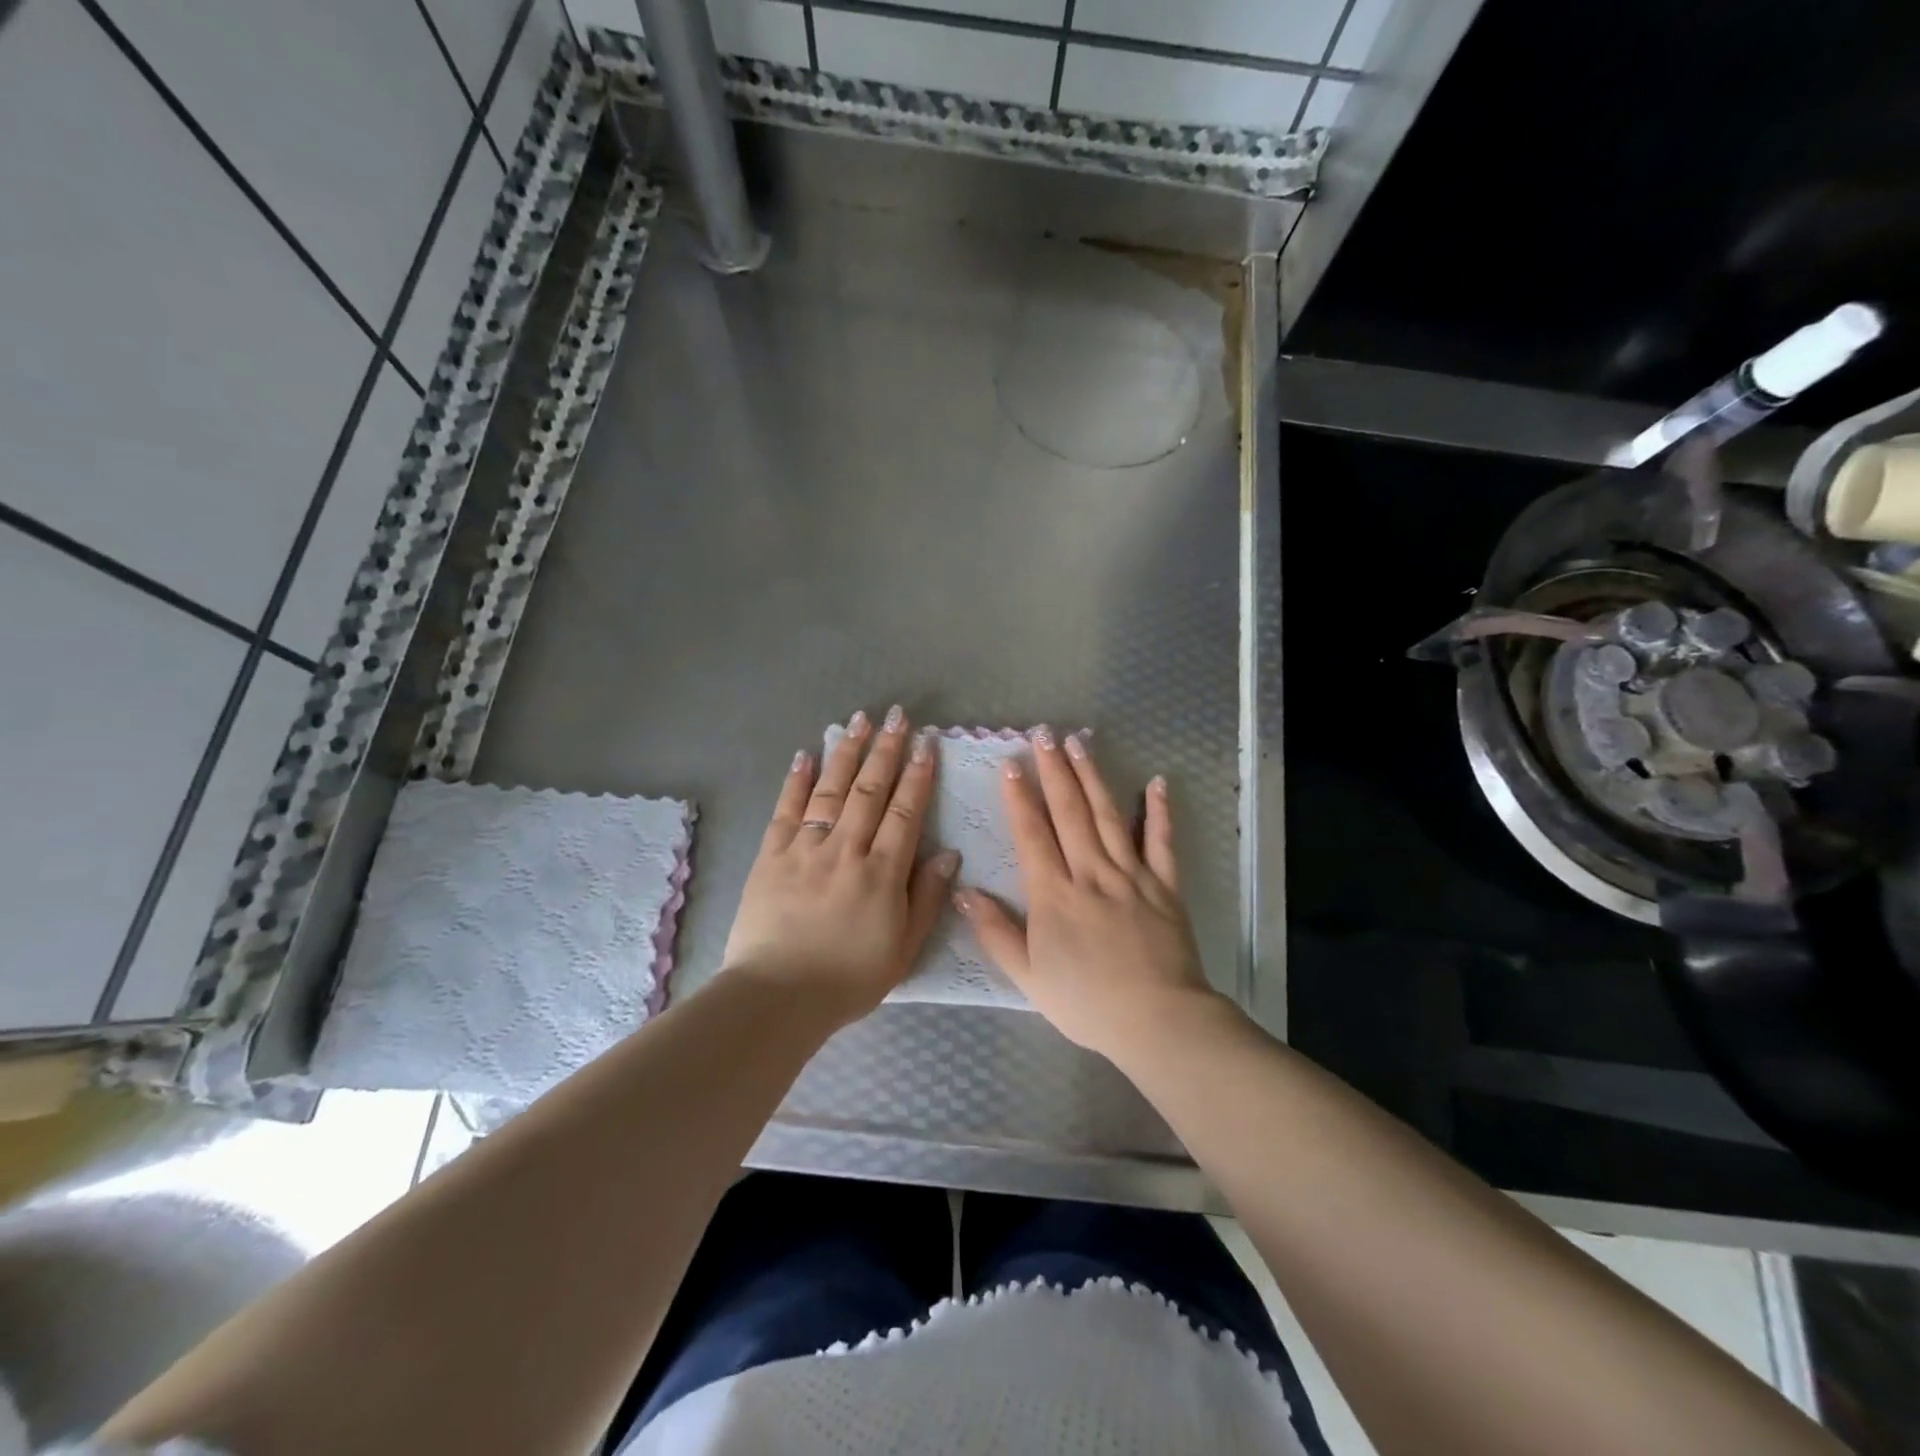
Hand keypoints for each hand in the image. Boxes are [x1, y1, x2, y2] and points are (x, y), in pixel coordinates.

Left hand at [724, 707, 958, 1022]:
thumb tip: (948, 854)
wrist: (776, 997)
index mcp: (882, 873)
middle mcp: (846, 849)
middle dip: (886, 750)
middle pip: (870, 790)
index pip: (906, 812)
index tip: (926, 743)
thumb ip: (926, 899)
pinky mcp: (771, 855)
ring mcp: (805, 848)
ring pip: (831, 790)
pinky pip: (786, 809)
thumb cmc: (848, 980)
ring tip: (859, 720)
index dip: (918, 775)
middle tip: (897, 716)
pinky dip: (797, 780)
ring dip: (847, 752)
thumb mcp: (903, 950)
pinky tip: (807, 754)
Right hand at [956, 728, 1218, 1065]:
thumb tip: (964, 892)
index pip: (1032, 834)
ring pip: (1108, 816)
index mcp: (1054, 895)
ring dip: (1091, 777)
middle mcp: (1090, 873)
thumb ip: (996, 933)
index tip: (1010, 763)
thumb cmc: (1086, 1003)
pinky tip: (1155, 782)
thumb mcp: (1028, 977)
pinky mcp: (1164, 885)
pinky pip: (1161, 842)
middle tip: (1043, 734)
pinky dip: (1158, 811)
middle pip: (1069, 813)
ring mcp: (1131, 875)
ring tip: (1079, 743)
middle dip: (1054, 771)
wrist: (1157, 1020)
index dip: (1019, 797)